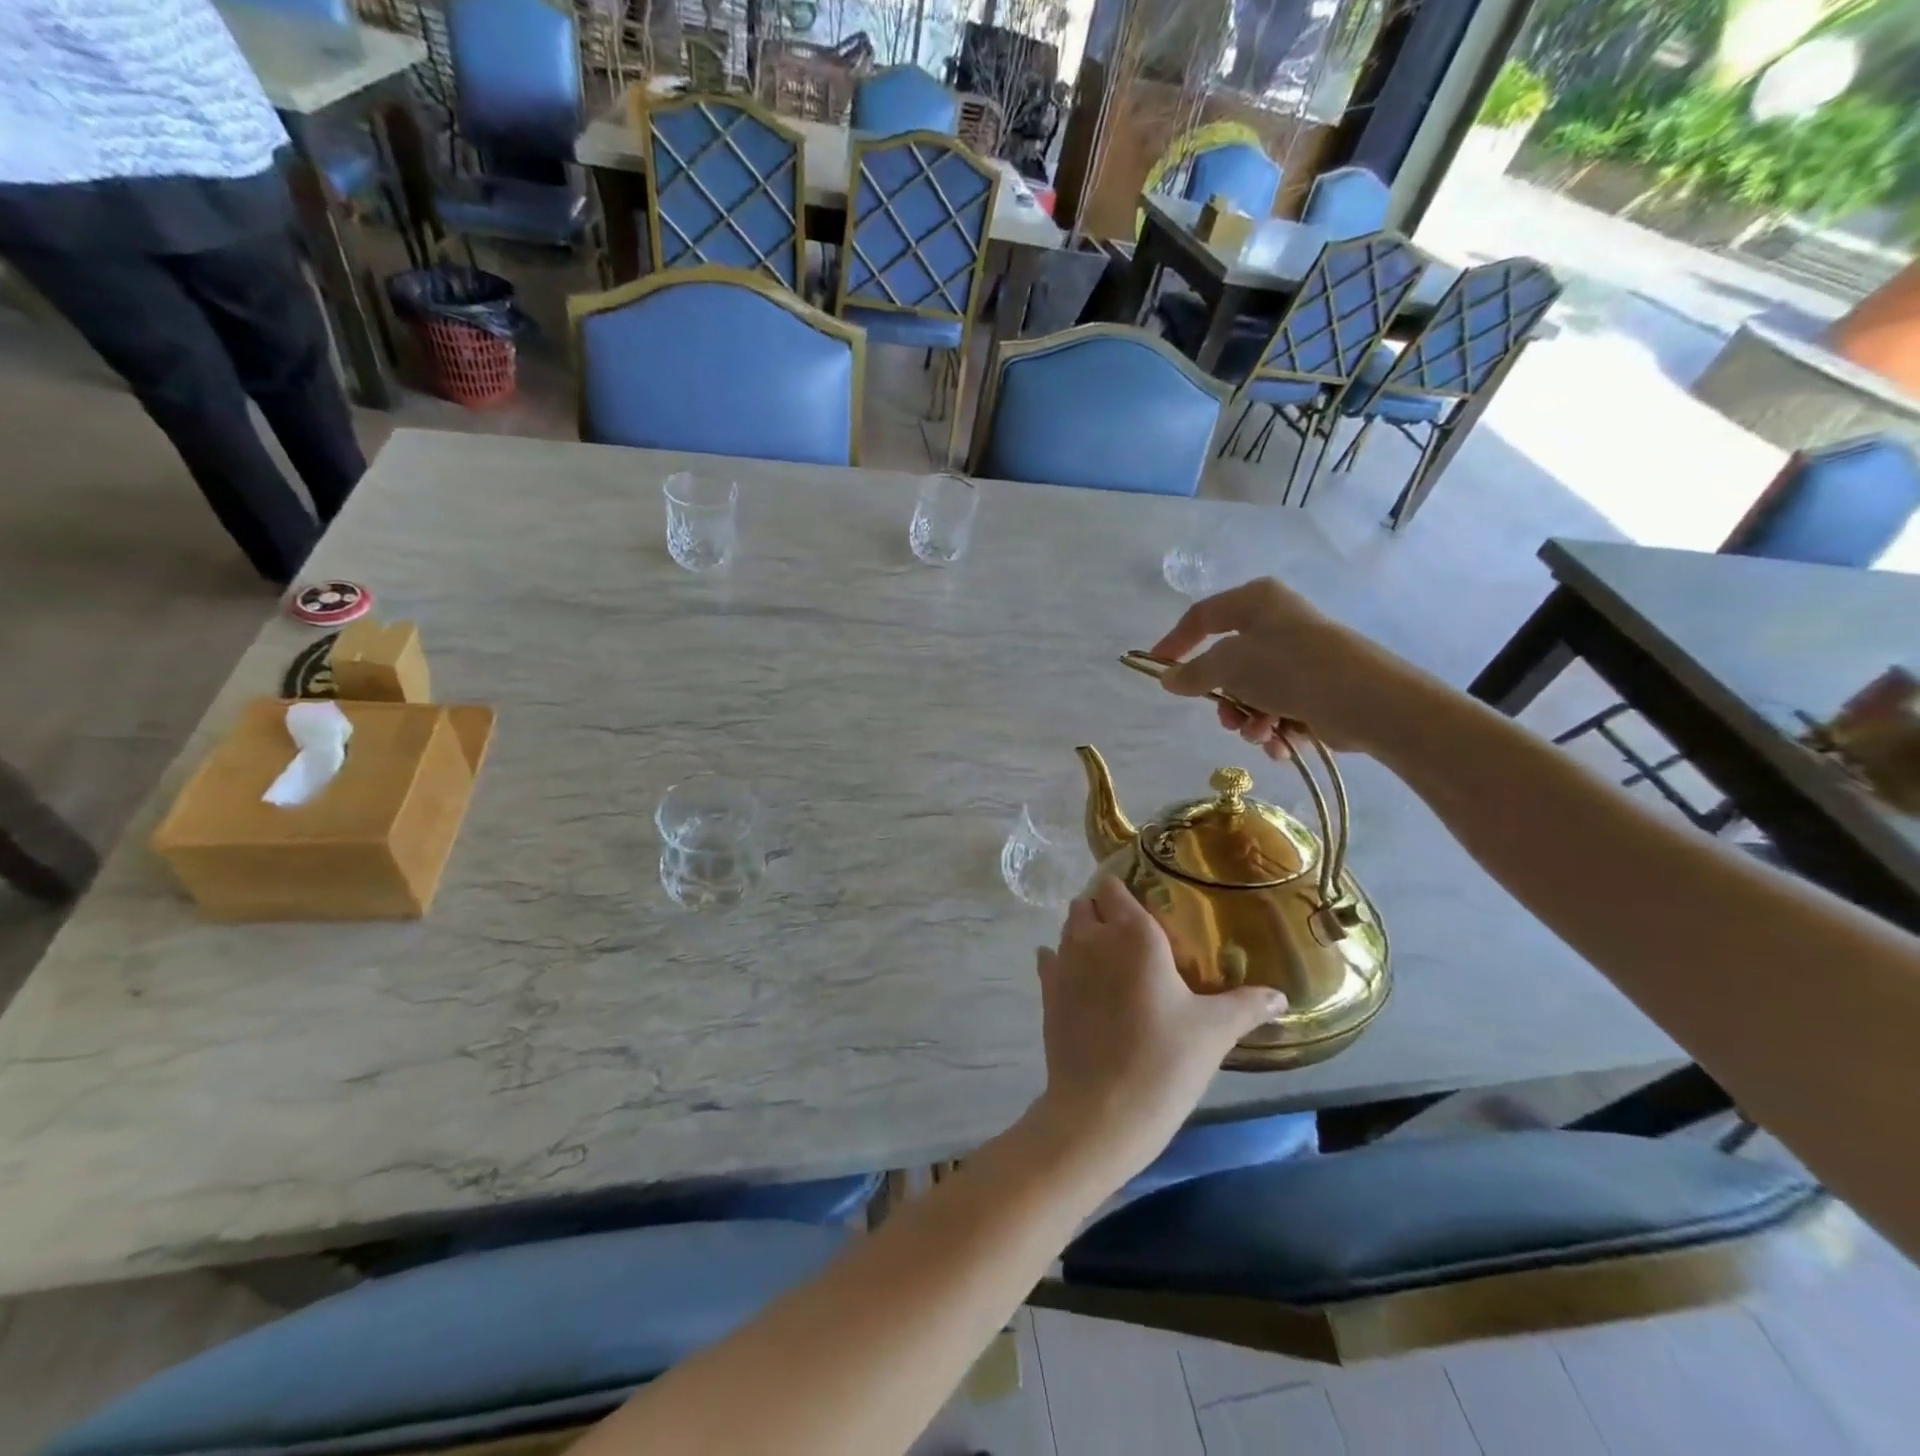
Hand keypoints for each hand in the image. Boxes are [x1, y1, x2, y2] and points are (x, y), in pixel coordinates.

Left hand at [1033, 879, 1284, 1182]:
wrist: (1101, 1111)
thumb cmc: (1164, 1061)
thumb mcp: (1214, 1032)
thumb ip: (1246, 1005)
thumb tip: (1280, 997)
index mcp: (1134, 933)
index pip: (1114, 887)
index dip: (1124, 891)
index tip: (1145, 906)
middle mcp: (1092, 937)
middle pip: (1087, 904)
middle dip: (1103, 911)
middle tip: (1130, 937)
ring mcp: (1063, 962)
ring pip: (1068, 929)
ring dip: (1084, 935)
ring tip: (1109, 961)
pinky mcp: (1046, 991)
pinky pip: (1050, 959)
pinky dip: (1061, 961)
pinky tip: (1081, 981)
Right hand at [1150, 578, 1423, 759]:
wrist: (1367, 702)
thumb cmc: (1290, 669)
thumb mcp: (1229, 666)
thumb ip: (1193, 673)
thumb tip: (1168, 679)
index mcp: (1256, 601)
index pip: (1201, 616)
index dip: (1174, 642)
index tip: (1156, 668)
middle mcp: (1278, 623)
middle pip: (1228, 663)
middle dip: (1223, 699)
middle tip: (1226, 719)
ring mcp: (1300, 656)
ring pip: (1252, 691)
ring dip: (1249, 718)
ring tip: (1262, 734)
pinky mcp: (1318, 687)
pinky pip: (1278, 707)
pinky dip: (1274, 727)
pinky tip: (1281, 743)